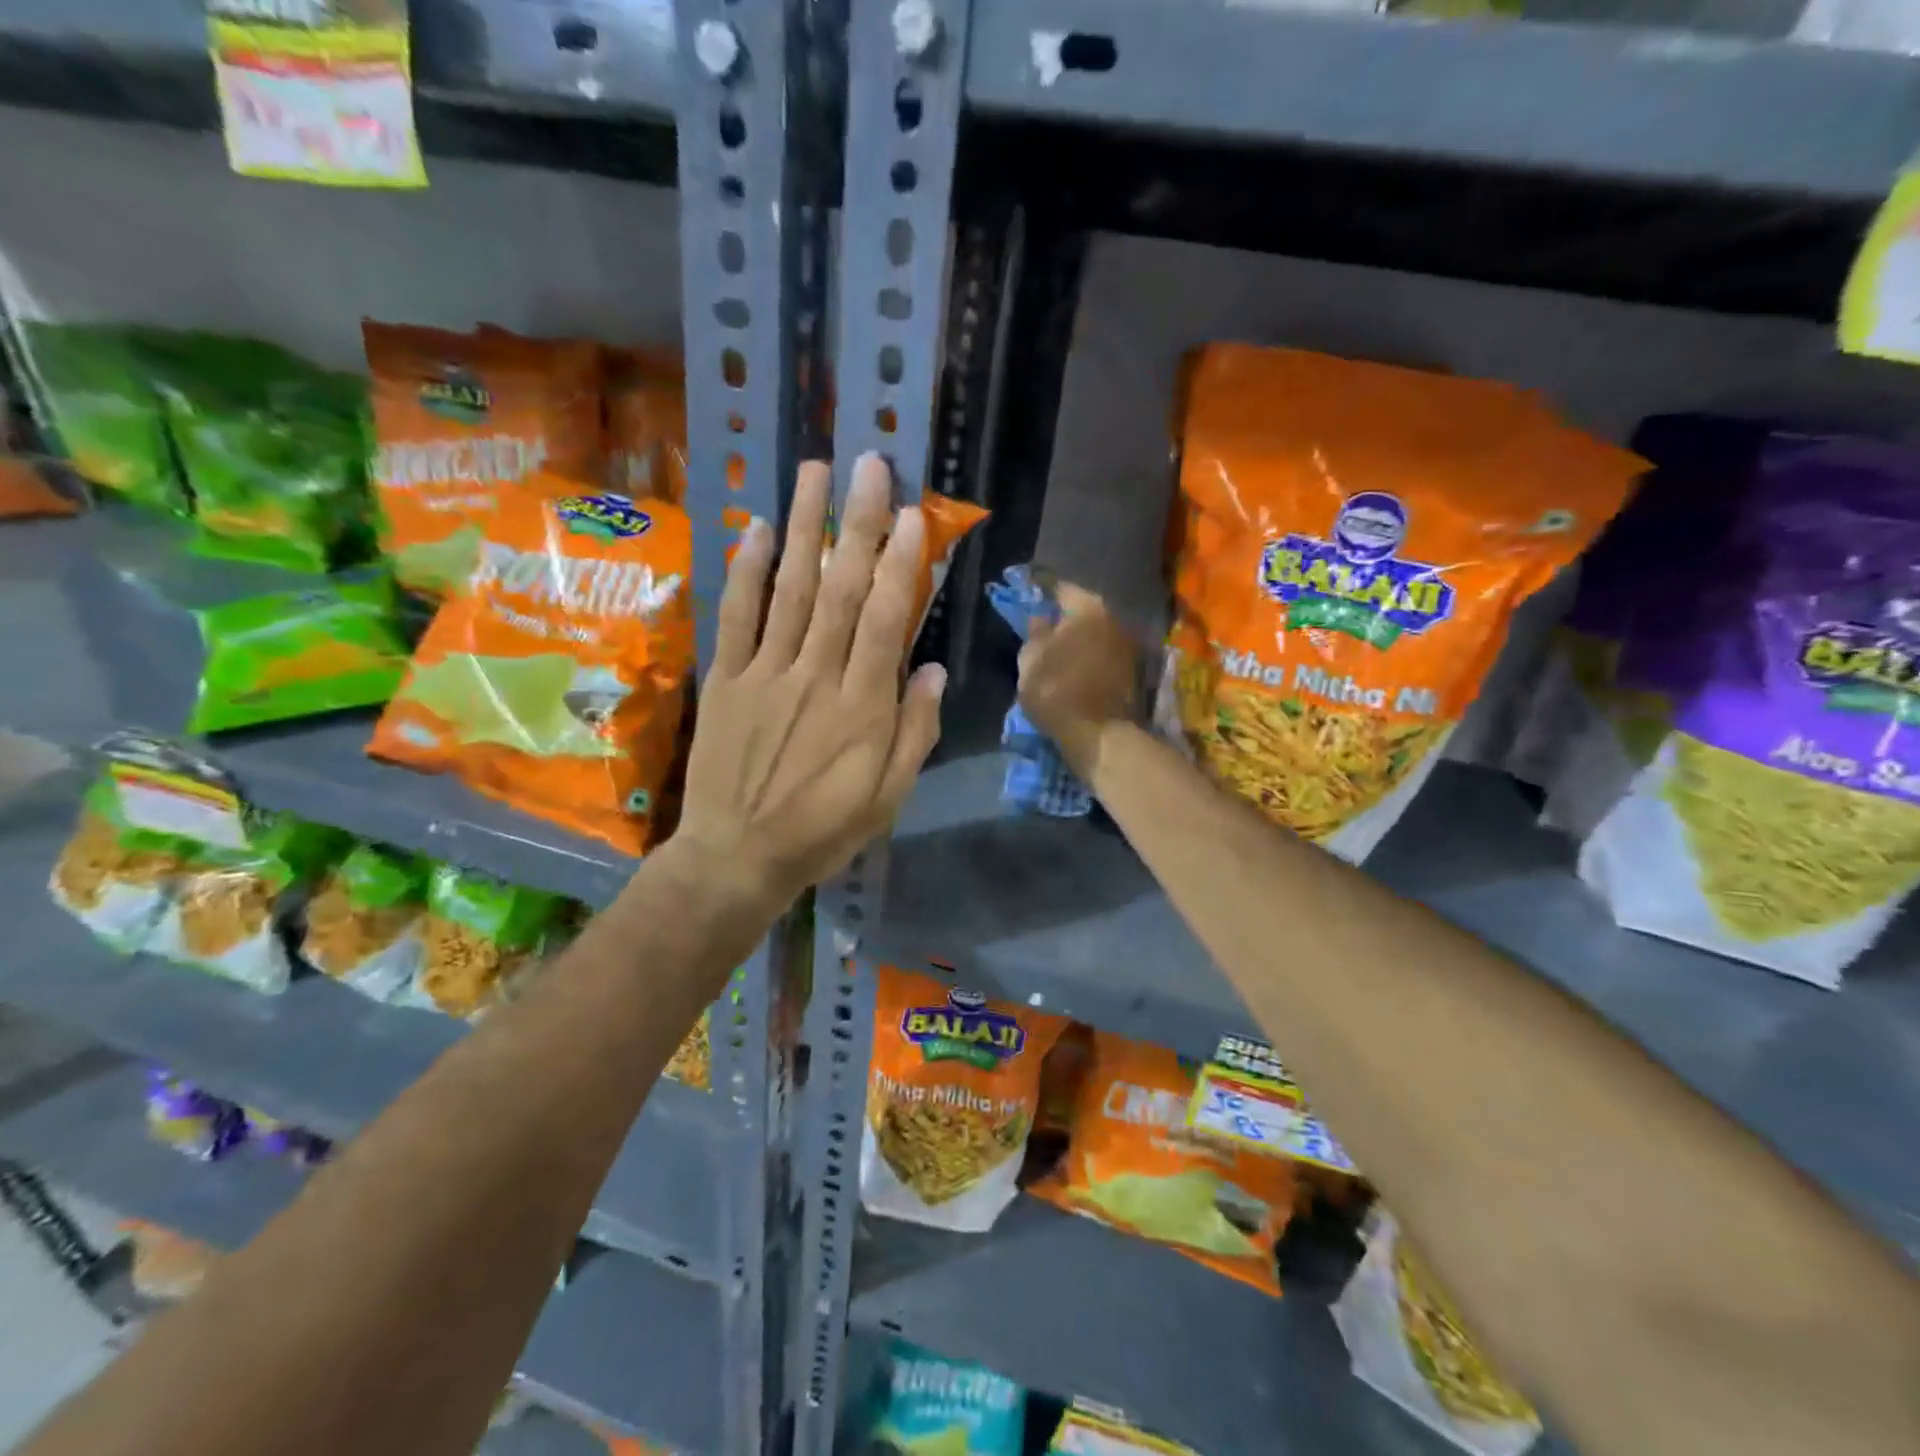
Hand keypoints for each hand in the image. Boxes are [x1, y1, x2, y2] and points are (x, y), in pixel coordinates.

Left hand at [672, 454, 944, 909]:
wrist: (739, 857)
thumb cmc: (824, 830)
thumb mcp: (890, 798)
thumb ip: (914, 732)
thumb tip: (932, 670)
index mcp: (864, 706)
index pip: (888, 620)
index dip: (902, 564)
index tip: (914, 515)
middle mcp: (817, 676)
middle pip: (842, 589)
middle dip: (859, 523)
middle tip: (870, 465)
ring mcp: (767, 673)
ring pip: (791, 589)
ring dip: (806, 527)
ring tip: (815, 471)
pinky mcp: (727, 680)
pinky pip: (736, 618)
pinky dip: (746, 573)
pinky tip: (759, 531)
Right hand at [1017, 583, 1140, 778]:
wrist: (1100, 735)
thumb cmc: (1057, 690)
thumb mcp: (1031, 660)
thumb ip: (1035, 633)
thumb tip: (1040, 618)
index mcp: (1088, 608)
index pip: (1062, 590)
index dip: (1043, 595)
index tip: (1031, 602)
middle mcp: (1115, 619)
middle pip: (1084, 612)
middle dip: (1066, 620)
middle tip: (1044, 631)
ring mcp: (1129, 646)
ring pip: (1097, 635)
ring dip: (1081, 642)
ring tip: (1060, 655)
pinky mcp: (1135, 673)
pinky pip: (1105, 656)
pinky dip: (1091, 659)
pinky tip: (1076, 671)